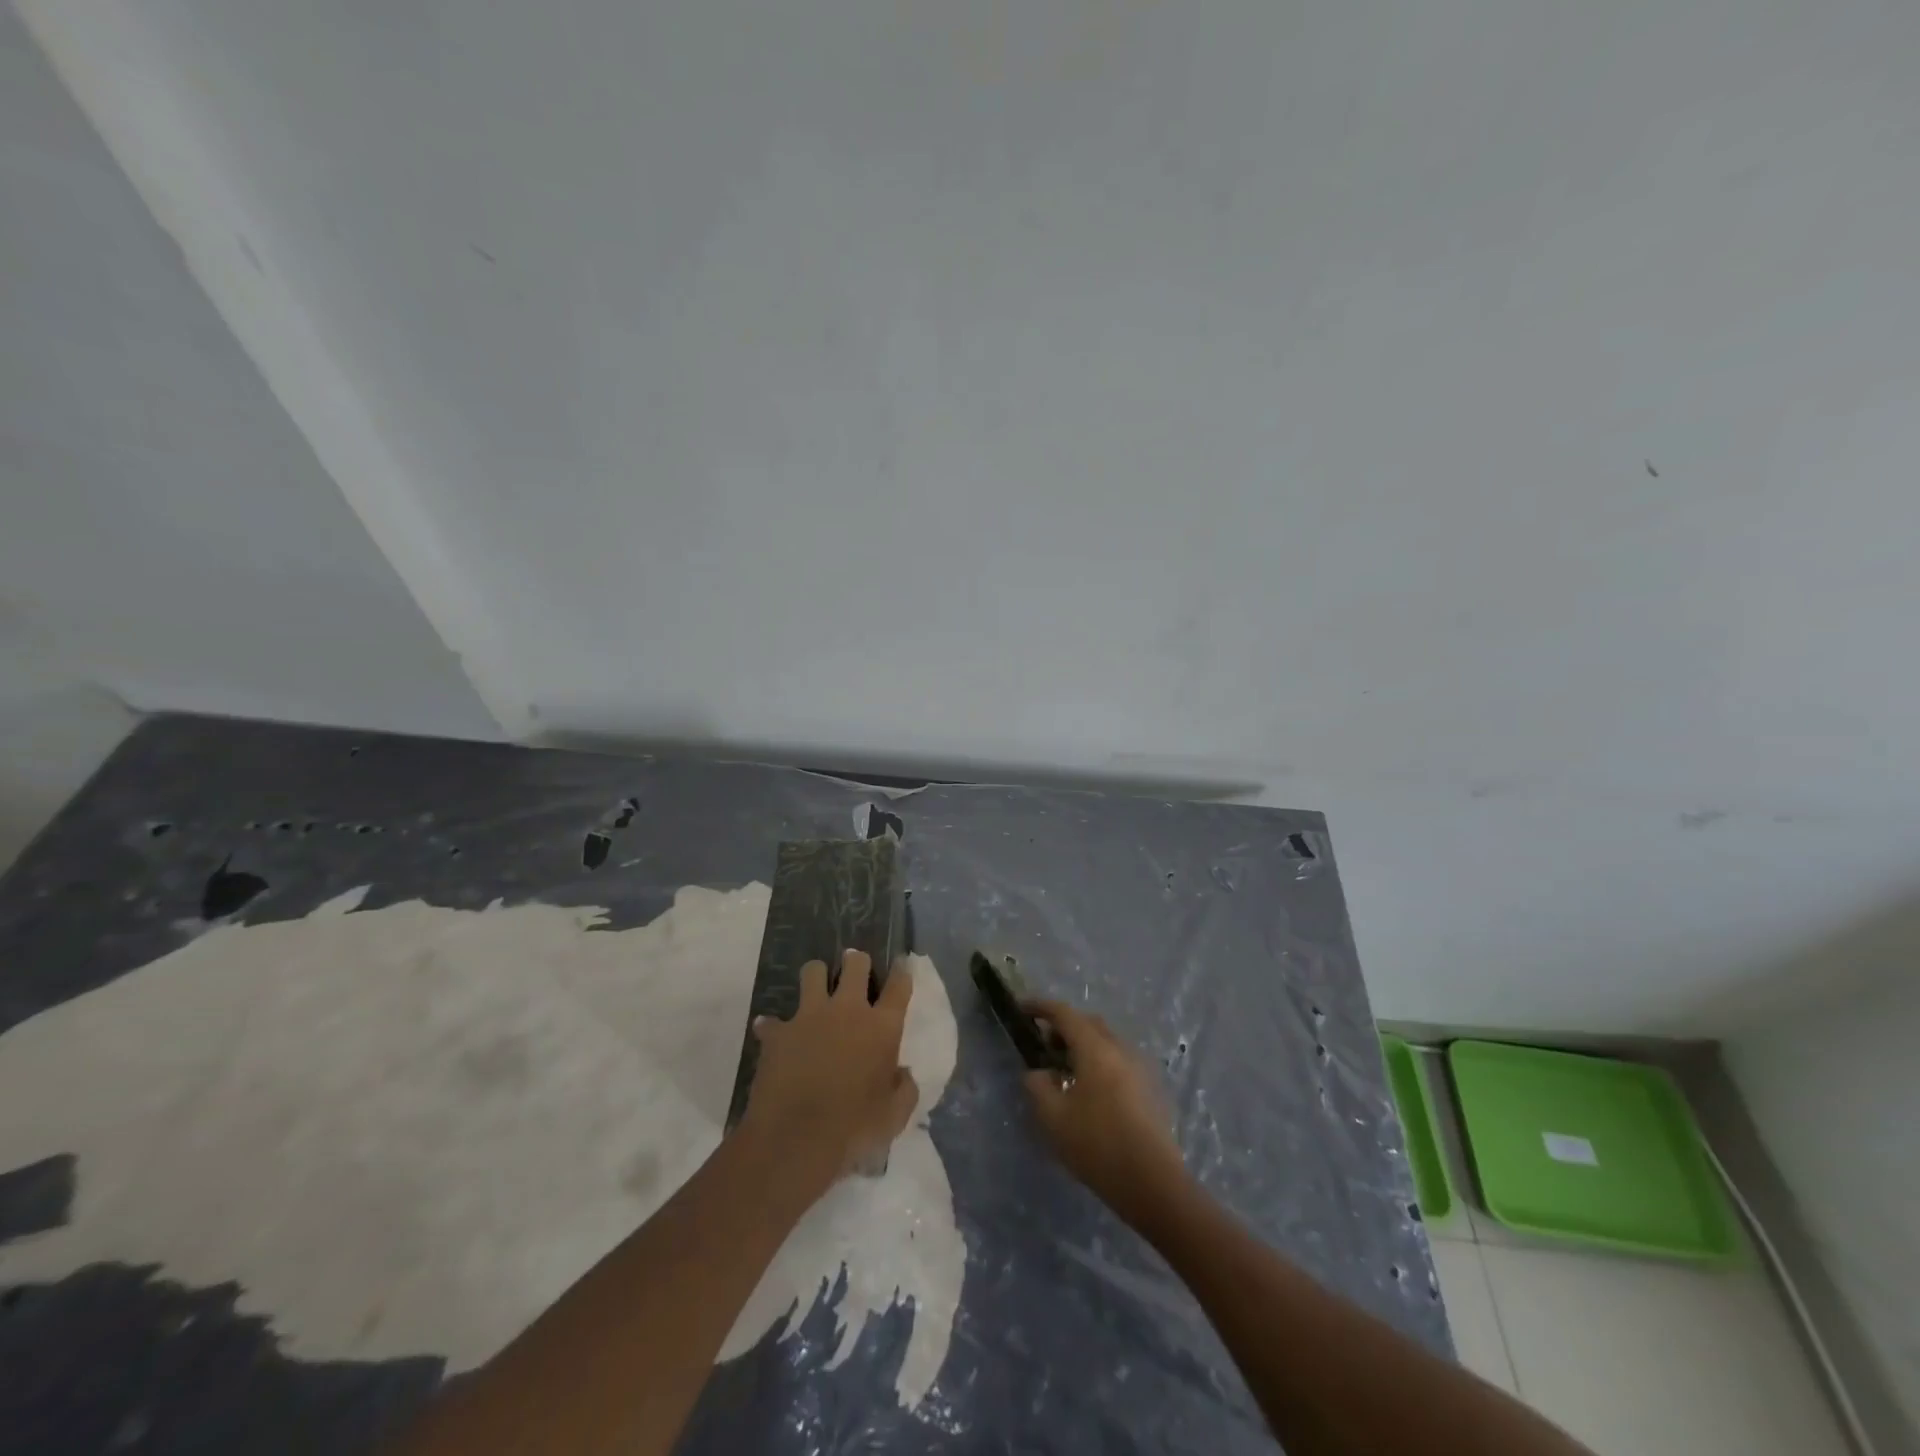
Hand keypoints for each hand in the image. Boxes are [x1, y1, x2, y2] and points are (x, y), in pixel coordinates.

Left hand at [740, 950, 919, 1187]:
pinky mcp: (778, 1032)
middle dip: (856, 961)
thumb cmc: (854, 1128)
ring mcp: (809, 1016)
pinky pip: (771, 1021)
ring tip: (816, 989)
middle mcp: (847, 1010)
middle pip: (855, 964)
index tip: (902, 963)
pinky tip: (773, 1035)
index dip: (902, 971)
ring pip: (812, 972)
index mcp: (881, 1027)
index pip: (899, 986)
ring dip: (816, 977)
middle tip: (854, 967)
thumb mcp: (894, 1116)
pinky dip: (773, 1026)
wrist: (796, 1139)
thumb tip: (902, 1074)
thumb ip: (904, 1088)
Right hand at [1022, 999, 1189, 1224]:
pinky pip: (1118, 1060)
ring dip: (1082, 1046)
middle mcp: (1119, 1048)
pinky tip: (1090, 1092)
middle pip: (1088, 1023)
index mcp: (1095, 1048)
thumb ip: (1038, 1087)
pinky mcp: (1150, 1087)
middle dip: (1063, 1026)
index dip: (1040, 1007)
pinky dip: (1099, 1062)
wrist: (1154, 1183)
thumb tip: (1037, 1073)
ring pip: (1105, 1041)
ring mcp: (1139, 1067)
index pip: (1064, 1013)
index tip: (1022, 1009)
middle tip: (1043, 1047)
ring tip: (1064, 1072)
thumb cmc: (1098, 1145)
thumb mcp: (1054, 1118)